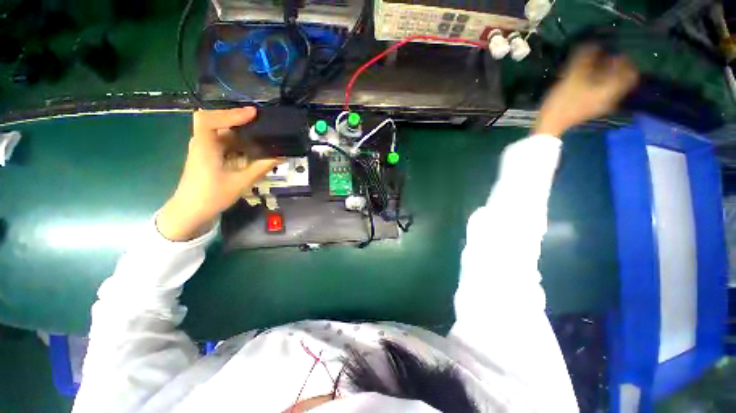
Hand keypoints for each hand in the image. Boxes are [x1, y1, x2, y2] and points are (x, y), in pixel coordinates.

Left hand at [157, 107, 279, 240]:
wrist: (191, 211)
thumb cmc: (212, 196)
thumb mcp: (240, 182)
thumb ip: (261, 167)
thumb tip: (280, 157)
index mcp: (204, 147)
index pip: (209, 119)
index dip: (230, 113)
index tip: (253, 114)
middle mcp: (202, 143)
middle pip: (218, 123)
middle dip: (240, 121)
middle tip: (262, 123)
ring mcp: (204, 149)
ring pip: (223, 133)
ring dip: (242, 134)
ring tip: (262, 136)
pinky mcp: (208, 156)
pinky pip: (224, 143)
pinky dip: (239, 144)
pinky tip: (252, 149)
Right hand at [535, 45, 638, 136]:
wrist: (550, 125)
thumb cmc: (563, 102)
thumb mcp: (572, 77)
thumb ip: (584, 59)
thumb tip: (591, 43)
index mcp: (611, 89)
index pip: (630, 72)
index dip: (624, 60)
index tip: (613, 51)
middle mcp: (611, 97)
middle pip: (620, 79)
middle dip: (613, 67)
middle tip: (603, 58)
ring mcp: (600, 104)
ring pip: (610, 85)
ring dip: (604, 74)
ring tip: (591, 67)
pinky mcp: (590, 108)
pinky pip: (600, 91)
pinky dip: (596, 83)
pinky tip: (584, 80)